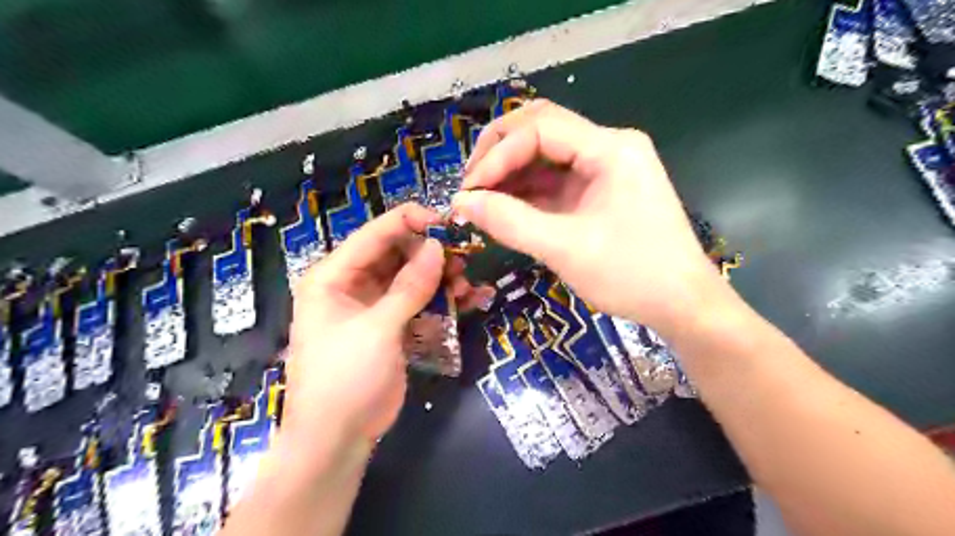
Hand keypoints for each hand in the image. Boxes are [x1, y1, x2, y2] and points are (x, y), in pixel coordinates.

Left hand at [280, 202, 492, 444]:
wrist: (337, 439)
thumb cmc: (344, 378)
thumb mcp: (377, 329)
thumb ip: (409, 286)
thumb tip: (438, 246)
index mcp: (335, 275)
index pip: (375, 234)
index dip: (412, 223)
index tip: (449, 224)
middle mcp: (353, 283)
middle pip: (398, 253)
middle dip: (432, 254)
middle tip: (464, 261)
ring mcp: (375, 305)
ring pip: (414, 277)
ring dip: (442, 278)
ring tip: (467, 287)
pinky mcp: (393, 325)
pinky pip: (421, 302)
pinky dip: (443, 300)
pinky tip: (470, 300)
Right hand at [453, 100, 729, 334]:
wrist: (683, 305)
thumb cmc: (632, 276)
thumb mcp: (566, 249)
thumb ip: (510, 222)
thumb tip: (462, 203)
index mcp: (610, 149)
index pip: (540, 129)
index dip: (497, 155)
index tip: (469, 191)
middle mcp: (609, 147)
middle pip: (542, 128)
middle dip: (500, 151)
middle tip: (471, 183)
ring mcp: (606, 168)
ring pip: (546, 154)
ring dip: (511, 172)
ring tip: (480, 199)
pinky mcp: (600, 190)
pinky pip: (556, 180)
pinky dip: (527, 191)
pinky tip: (505, 208)